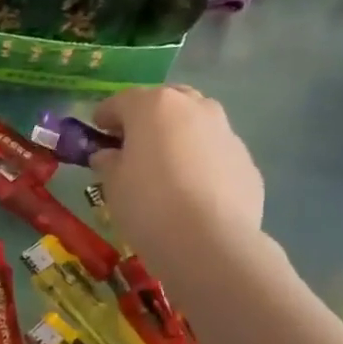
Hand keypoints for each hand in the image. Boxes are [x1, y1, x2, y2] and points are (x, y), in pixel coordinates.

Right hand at [90, 86, 264, 275]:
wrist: (208, 242)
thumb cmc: (148, 206)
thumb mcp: (113, 186)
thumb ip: (108, 163)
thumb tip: (108, 155)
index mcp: (155, 106)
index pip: (122, 101)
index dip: (105, 115)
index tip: (96, 131)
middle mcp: (195, 108)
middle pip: (166, 103)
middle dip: (147, 119)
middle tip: (133, 145)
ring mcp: (226, 132)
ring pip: (196, 125)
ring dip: (178, 138)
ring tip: (165, 168)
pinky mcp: (246, 161)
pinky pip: (215, 154)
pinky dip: (200, 163)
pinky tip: (191, 192)